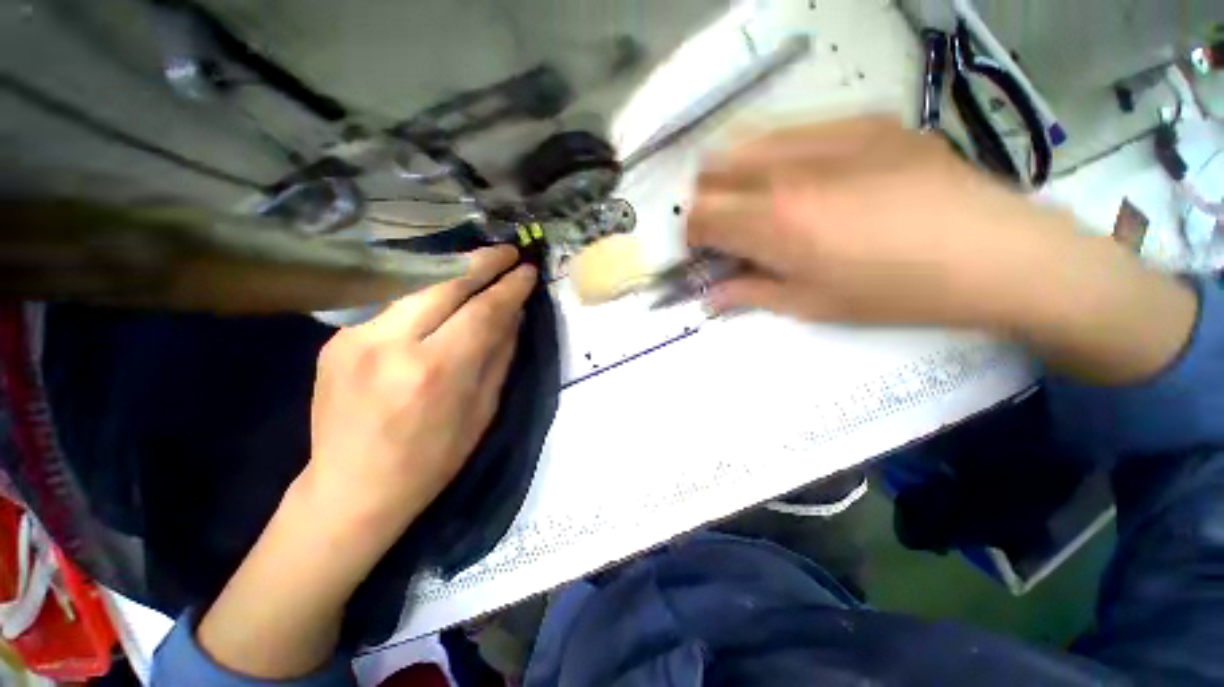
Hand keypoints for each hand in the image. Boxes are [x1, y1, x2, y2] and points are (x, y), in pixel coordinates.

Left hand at [304, 245, 535, 545]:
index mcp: (436, 371)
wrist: (353, 487)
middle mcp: (392, 344)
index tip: (528, 271)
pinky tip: (441, 290)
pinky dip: (424, 291)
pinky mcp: (337, 338)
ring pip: (414, 284)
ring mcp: (356, 337)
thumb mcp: (483, 410)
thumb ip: (499, 354)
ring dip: (453, 270)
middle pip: (444, 283)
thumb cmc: (433, 458)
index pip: (483, 311)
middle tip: (508, 251)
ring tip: (481, 262)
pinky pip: (392, 303)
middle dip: (482, 261)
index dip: (510, 287)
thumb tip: (513, 313)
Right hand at [688, 116, 1058, 327]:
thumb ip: (749, 293)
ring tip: (755, 200)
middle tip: (724, 228)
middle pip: (710, 173)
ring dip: (733, 174)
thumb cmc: (892, 292)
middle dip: (705, 203)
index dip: (691, 236)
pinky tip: (802, 176)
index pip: (699, 218)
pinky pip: (791, 129)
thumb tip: (710, 294)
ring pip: (744, 141)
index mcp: (772, 224)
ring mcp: (825, 136)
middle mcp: (785, 171)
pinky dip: (774, 155)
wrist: (992, 252)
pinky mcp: (860, 120)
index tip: (702, 251)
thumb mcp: (810, 305)